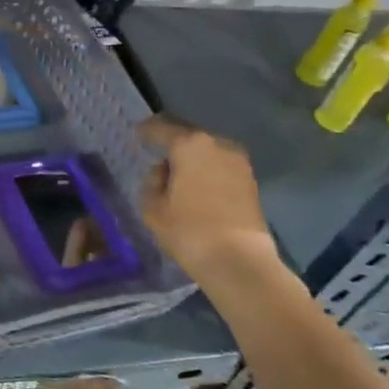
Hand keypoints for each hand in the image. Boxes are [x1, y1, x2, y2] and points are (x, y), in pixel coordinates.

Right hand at [138, 116, 288, 299]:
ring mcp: (238, 162)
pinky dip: (208, 171)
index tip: (138, 134)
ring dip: (193, 158)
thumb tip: (164, 171)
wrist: (240, 261)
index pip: (161, 127)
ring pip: (207, 151)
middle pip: (188, 136)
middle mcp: (217, 144)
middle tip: (158, 154)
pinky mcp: (251, 181)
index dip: (146, 131)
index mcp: (189, 145)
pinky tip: (198, 187)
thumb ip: (152, 182)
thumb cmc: (189, 230)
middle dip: (172, 143)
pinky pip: (221, 167)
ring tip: (179, 174)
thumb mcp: (153, 208)